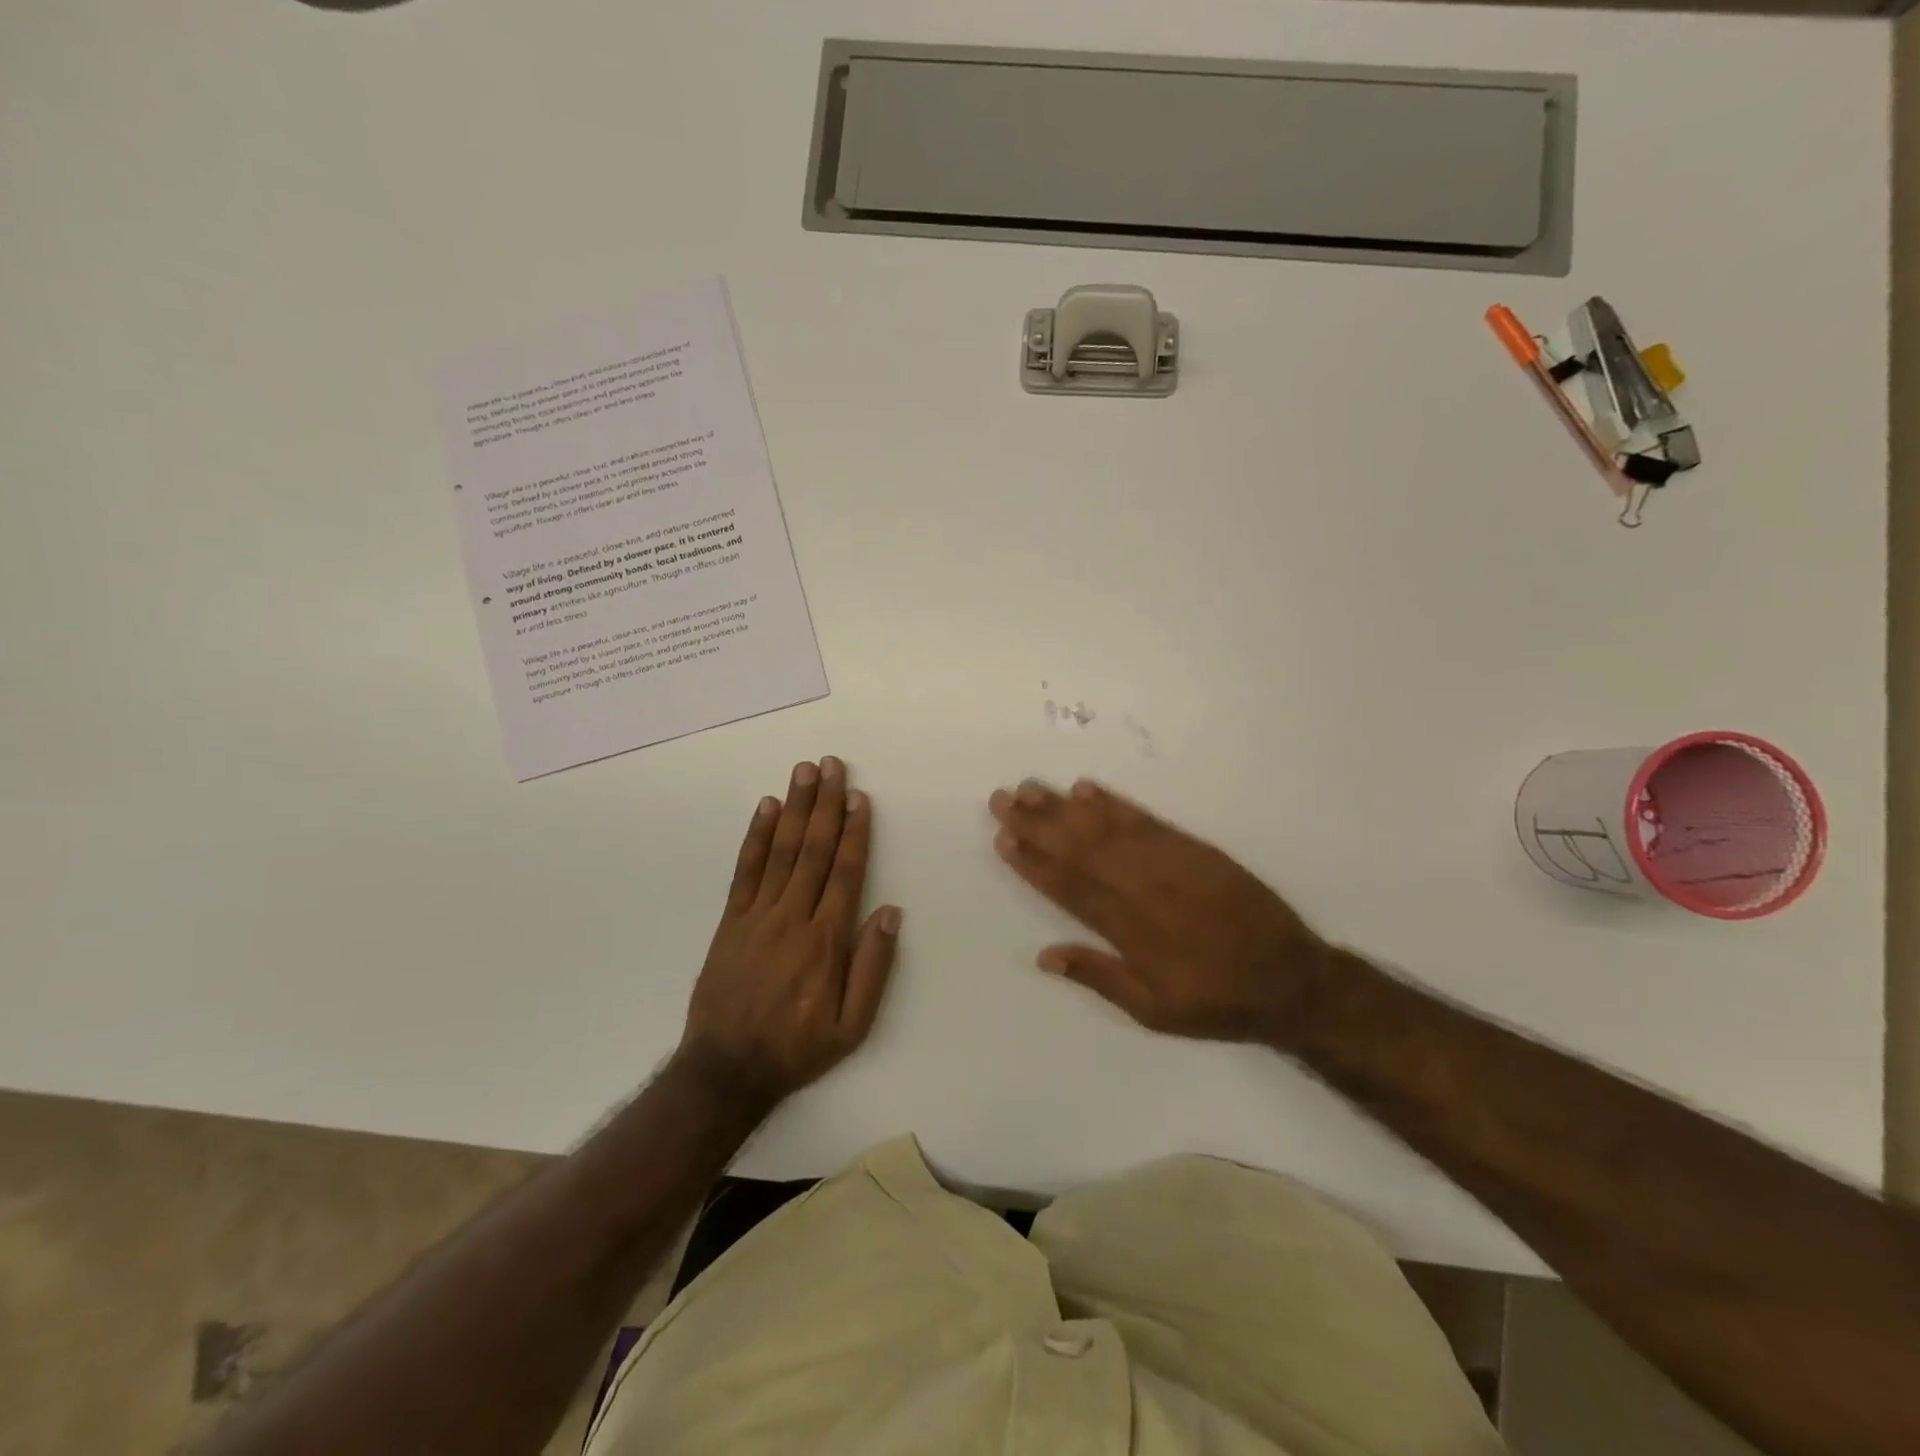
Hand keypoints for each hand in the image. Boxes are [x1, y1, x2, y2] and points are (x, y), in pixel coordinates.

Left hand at [678, 758, 901, 1104]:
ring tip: (804, 772)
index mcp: (826, 940)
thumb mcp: (852, 1026)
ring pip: (782, 851)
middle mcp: (792, 917)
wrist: (726, 1069)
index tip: (860, 798)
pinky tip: (766, 809)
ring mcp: (757, 916)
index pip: (845, 873)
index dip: (855, 832)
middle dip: (826, 804)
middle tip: (833, 766)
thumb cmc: (797, 1047)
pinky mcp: (731, 921)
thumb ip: (873, 967)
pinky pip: (745, 870)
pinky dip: (756, 837)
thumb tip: (890, 912)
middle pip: (814, 851)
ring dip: (795, 808)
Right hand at [988, 779, 1330, 1046]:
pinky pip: (1146, 820)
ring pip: (1107, 828)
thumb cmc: (1217, 1001)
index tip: (1003, 838)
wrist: (1292, 979)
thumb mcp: (1155, 1011)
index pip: (1069, 887)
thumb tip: (1044, 956)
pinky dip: (1115, 803)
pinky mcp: (1194, 849)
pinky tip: (1088, 789)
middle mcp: (1144, 888)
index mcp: (1130, 930)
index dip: (1033, 861)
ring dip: (1065, 807)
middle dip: (1037, 822)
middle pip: (1080, 848)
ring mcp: (1170, 863)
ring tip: (1031, 787)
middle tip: (1001, 798)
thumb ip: (1100, 977)